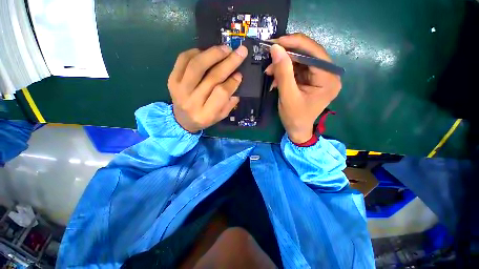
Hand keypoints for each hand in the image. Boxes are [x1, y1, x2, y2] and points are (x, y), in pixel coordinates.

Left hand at [168, 45, 247, 132]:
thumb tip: (237, 79)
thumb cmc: (204, 118)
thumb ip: (230, 102)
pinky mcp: (172, 79)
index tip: (239, 74)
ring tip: (225, 49)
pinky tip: (207, 52)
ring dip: (213, 53)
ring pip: (197, 65)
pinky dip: (196, 52)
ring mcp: (179, 89)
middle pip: (211, 77)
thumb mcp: (220, 116)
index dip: (232, 82)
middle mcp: (192, 101)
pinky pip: (183, 59)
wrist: (182, 120)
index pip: (221, 93)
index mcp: (206, 114)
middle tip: (240, 52)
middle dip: (228, 63)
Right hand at [265, 33, 341, 143]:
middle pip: (308, 54)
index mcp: (328, 79)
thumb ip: (283, 72)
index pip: (314, 53)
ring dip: (284, 64)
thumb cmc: (294, 117)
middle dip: (287, 55)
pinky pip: (299, 68)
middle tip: (269, 57)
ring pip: (301, 60)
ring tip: (269, 71)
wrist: (298, 130)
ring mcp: (321, 76)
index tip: (275, 41)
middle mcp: (329, 74)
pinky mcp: (313, 79)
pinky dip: (286, 71)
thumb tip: (275, 48)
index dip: (295, 44)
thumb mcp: (287, 96)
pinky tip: (276, 77)